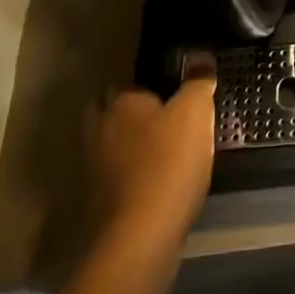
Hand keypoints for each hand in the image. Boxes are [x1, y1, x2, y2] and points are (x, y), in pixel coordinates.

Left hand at [95, 75, 216, 246]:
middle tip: (164, 118)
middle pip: (112, 111)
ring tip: (162, 150)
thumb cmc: (169, 164)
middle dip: (132, 113)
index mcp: (120, 102)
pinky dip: (130, 173)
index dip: (152, 87)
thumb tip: (201, 57)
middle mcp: (99, 129)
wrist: (140, 236)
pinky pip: (115, 174)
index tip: (174, 96)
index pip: (131, 82)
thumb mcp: (196, 113)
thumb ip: (198, 81)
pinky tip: (155, 180)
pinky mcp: (98, 200)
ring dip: (129, 145)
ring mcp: (93, 167)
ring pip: (111, 144)